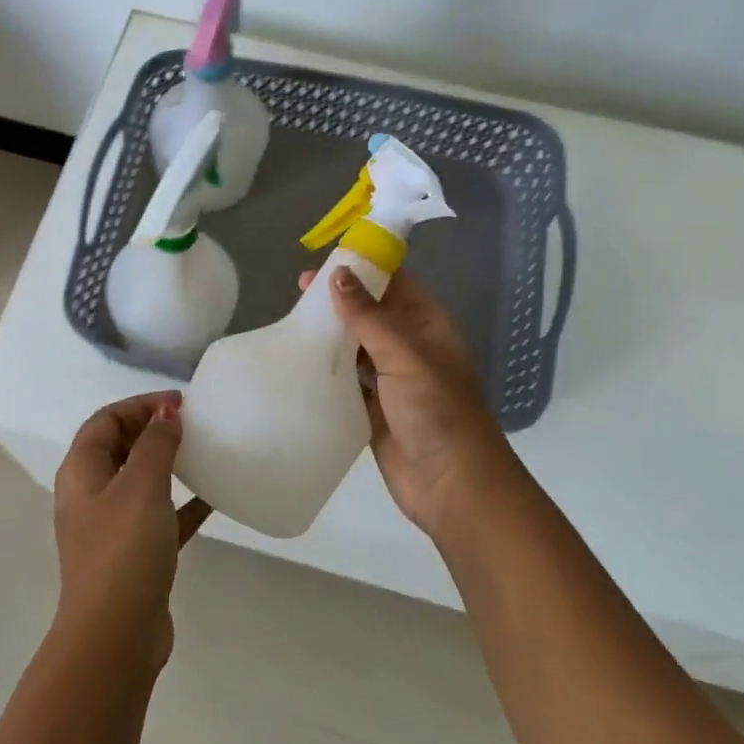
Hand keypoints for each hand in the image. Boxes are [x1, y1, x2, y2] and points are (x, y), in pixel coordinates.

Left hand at [52, 393, 211, 666]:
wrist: (115, 636)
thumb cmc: (123, 551)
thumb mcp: (141, 487)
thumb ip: (155, 445)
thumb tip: (166, 414)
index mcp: (82, 472)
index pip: (105, 421)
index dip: (140, 405)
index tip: (180, 404)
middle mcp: (92, 495)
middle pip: (120, 447)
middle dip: (153, 430)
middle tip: (193, 424)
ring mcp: (112, 527)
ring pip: (141, 481)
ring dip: (168, 464)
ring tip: (203, 451)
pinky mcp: (135, 554)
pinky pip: (161, 515)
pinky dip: (183, 503)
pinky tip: (215, 498)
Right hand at [305, 266, 526, 540]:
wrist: (452, 484)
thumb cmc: (437, 411)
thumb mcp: (404, 355)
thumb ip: (369, 316)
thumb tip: (339, 273)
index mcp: (427, 325)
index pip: (395, 282)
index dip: (364, 267)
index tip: (326, 258)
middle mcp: (409, 346)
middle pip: (371, 312)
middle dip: (339, 300)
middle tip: (298, 291)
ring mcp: (391, 379)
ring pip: (356, 346)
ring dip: (330, 335)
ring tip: (292, 322)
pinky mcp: (373, 408)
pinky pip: (347, 381)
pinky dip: (327, 370)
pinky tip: (300, 362)